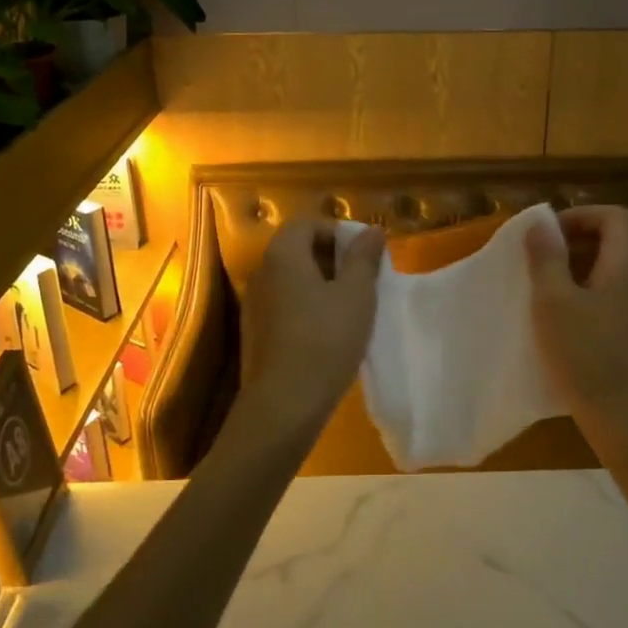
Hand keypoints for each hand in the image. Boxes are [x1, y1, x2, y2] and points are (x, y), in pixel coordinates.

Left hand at [239, 218, 385, 437]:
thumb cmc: (326, 339)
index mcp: (283, 254)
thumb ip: (364, 258)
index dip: (337, 232)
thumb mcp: (356, 294)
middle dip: (332, 258)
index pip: (307, 224)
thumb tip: (372, 230)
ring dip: (320, 284)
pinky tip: (328, 332)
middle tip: (362, 279)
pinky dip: (306, 307)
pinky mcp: (256, 332)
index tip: (364, 254)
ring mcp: (255, 304)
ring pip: (291, 280)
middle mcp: (262, 272)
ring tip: (350, 307)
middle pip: (297, 250)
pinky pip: (284, 305)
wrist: (284, 403)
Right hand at [526, 206, 627, 463]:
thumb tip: (540, 224)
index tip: (546, 235)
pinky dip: (588, 301)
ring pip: (612, 276)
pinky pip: (614, 303)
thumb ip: (547, 259)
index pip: (615, 216)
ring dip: (577, 275)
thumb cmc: (588, 356)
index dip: (580, 215)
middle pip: (614, 244)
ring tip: (544, 295)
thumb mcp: (554, 303)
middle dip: (573, 245)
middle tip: (537, 263)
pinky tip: (564, 328)